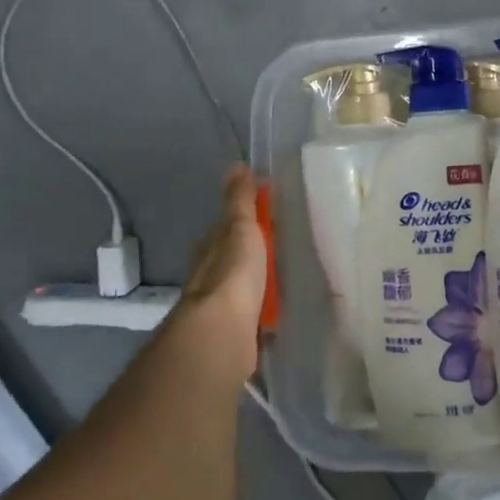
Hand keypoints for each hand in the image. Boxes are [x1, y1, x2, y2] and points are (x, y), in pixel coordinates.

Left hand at [181, 166, 267, 379]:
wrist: (223, 334)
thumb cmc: (233, 274)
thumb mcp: (240, 228)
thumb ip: (240, 200)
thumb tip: (235, 165)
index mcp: (211, 246)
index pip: (228, 223)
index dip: (247, 214)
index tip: (271, 207)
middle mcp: (211, 273)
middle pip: (235, 254)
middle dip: (254, 247)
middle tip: (285, 239)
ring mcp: (223, 303)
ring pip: (245, 281)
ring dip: (260, 277)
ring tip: (288, 271)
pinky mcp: (237, 328)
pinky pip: (255, 308)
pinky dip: (265, 304)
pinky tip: (280, 305)